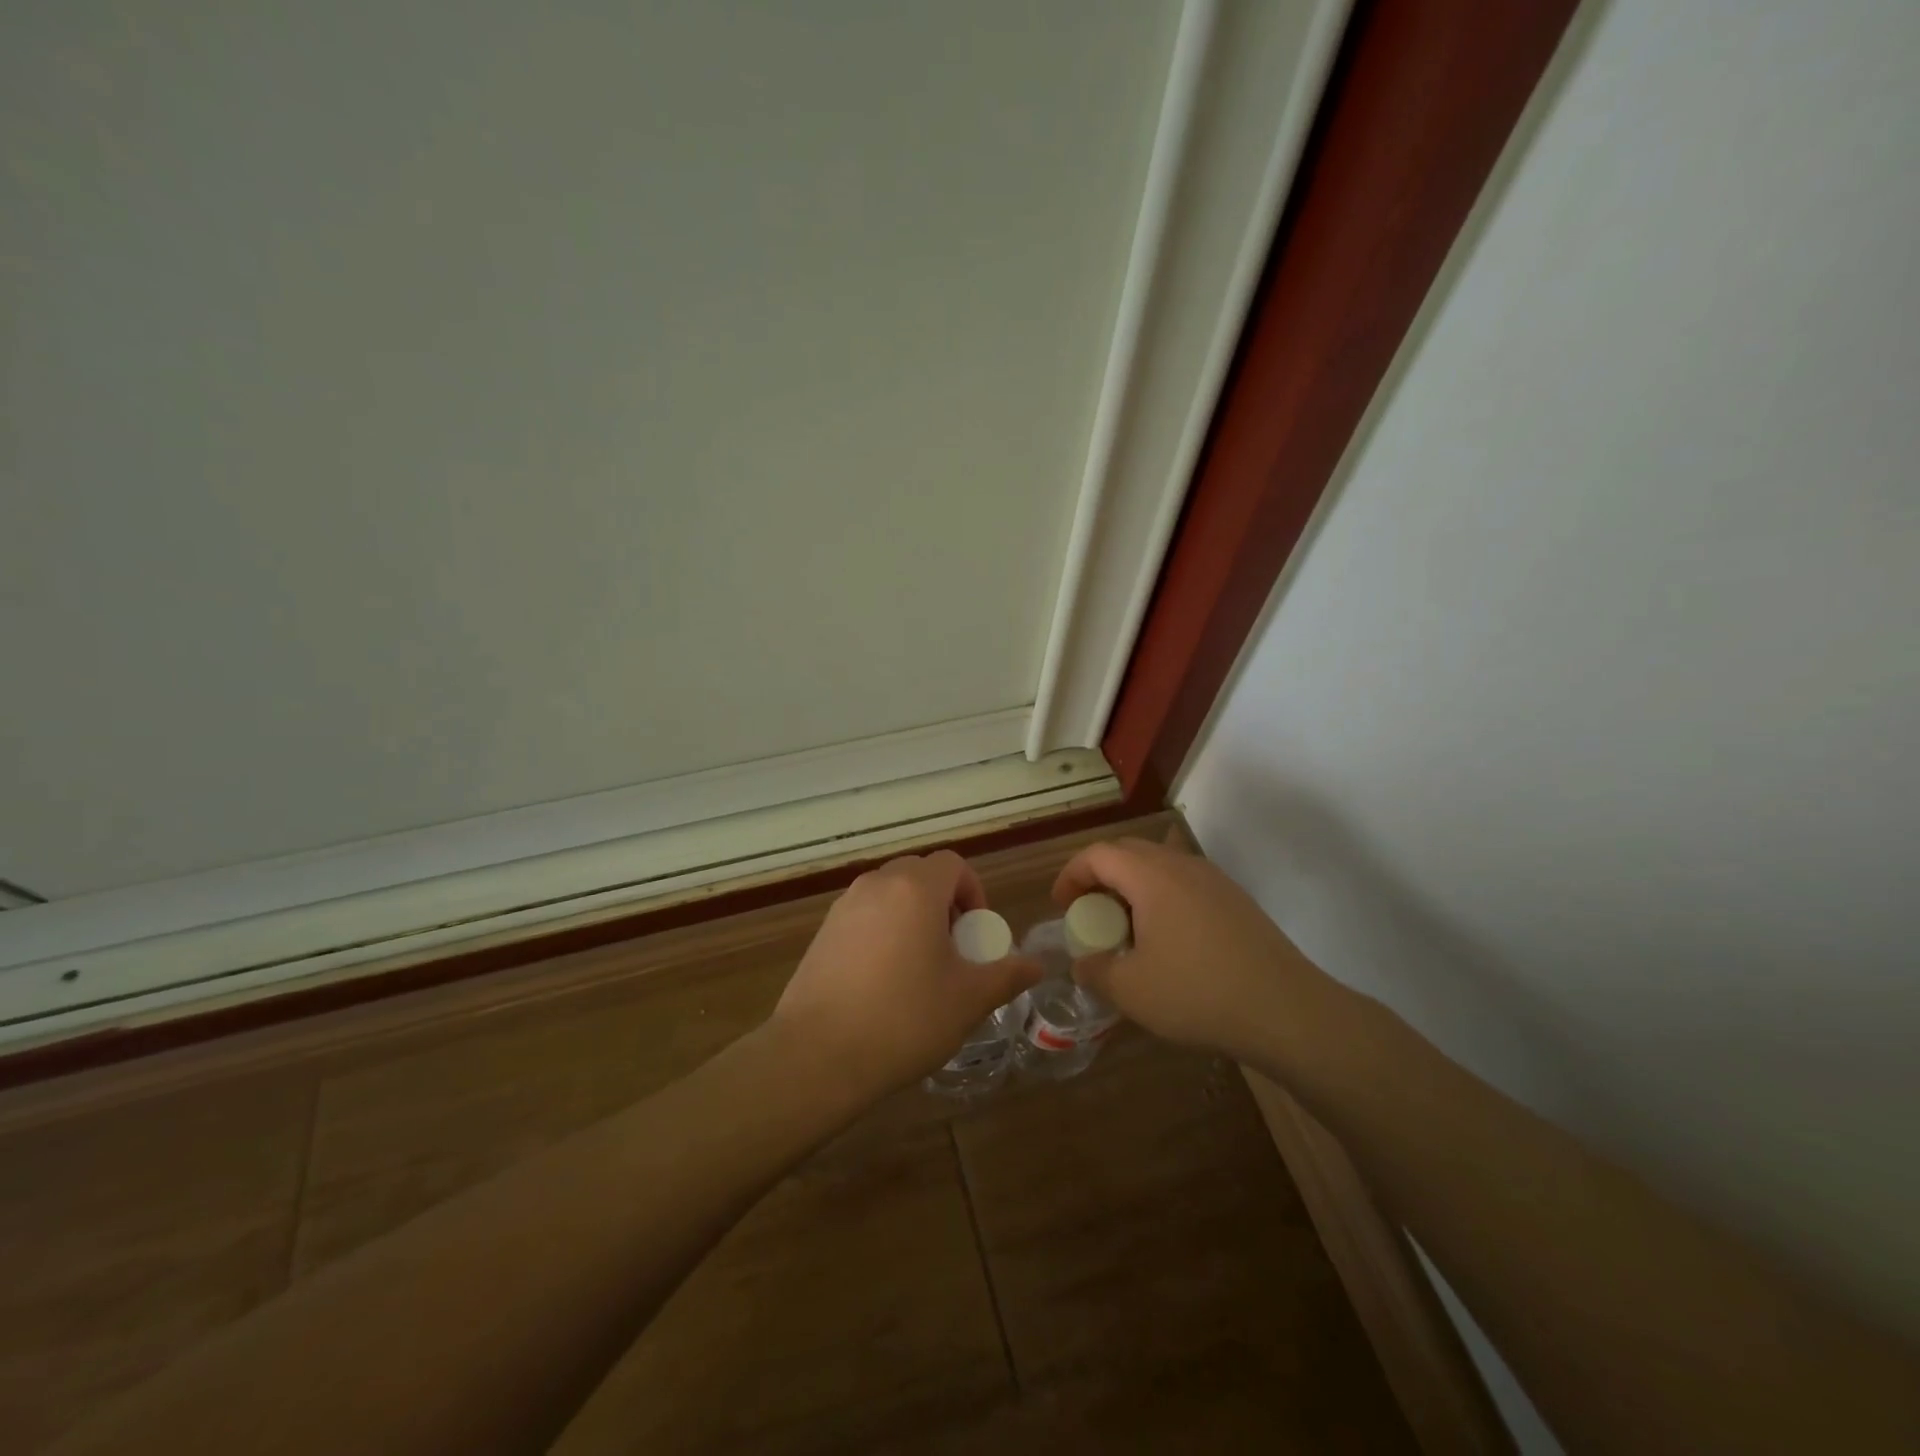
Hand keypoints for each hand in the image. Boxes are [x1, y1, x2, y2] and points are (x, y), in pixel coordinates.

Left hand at [771, 851, 1040, 1101]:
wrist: (817, 1055)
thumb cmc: (904, 1019)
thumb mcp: (968, 1000)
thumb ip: (1006, 976)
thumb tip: (1036, 966)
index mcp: (915, 890)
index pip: (952, 864)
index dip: (973, 891)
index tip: (975, 933)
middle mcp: (876, 885)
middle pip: (919, 874)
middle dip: (943, 901)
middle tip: (952, 947)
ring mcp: (843, 907)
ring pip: (889, 893)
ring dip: (912, 914)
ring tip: (919, 965)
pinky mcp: (821, 932)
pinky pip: (863, 915)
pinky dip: (882, 930)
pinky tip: (882, 980)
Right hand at [1052, 837, 1340, 1069]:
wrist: (1287, 1011)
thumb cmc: (1198, 993)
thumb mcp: (1131, 990)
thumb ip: (1095, 971)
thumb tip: (1083, 964)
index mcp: (1151, 876)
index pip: (1098, 854)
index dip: (1071, 875)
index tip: (1061, 906)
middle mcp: (1182, 865)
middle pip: (1128, 852)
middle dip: (1100, 877)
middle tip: (1090, 914)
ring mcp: (1214, 880)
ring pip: (1159, 866)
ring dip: (1132, 887)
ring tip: (1126, 928)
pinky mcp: (1235, 900)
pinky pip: (1185, 883)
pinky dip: (1161, 898)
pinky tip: (1167, 940)